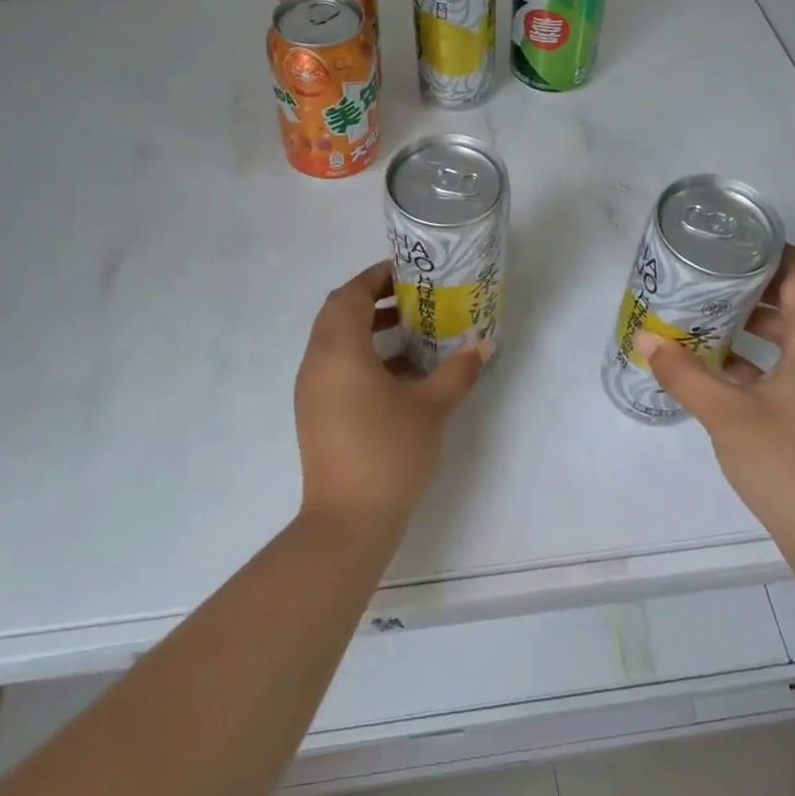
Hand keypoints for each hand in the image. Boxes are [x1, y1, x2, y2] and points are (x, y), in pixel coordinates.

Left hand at [294, 260, 490, 537]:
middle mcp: (317, 362)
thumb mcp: (431, 408)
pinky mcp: (315, 413)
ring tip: (411, 334)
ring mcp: (312, 390)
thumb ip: (457, 371)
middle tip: (411, 299)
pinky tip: (400, 376)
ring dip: (368, 330)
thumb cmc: (389, 453)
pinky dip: (362, 358)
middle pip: (338, 314)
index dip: (375, 278)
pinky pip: (335, 368)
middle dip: (373, 300)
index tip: (406, 273)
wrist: (347, 522)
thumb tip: (483, 345)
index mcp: (339, 350)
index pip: (350, 295)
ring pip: (335, 342)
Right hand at [634, 247, 794, 566]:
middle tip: (703, 281)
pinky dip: (757, 361)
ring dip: (749, 327)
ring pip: (790, 339)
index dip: (772, 251)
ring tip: (702, 321)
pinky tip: (717, 371)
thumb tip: (646, 341)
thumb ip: (684, 375)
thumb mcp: (727, 416)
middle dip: (749, 288)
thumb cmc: (789, 465)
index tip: (730, 245)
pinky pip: (789, 370)